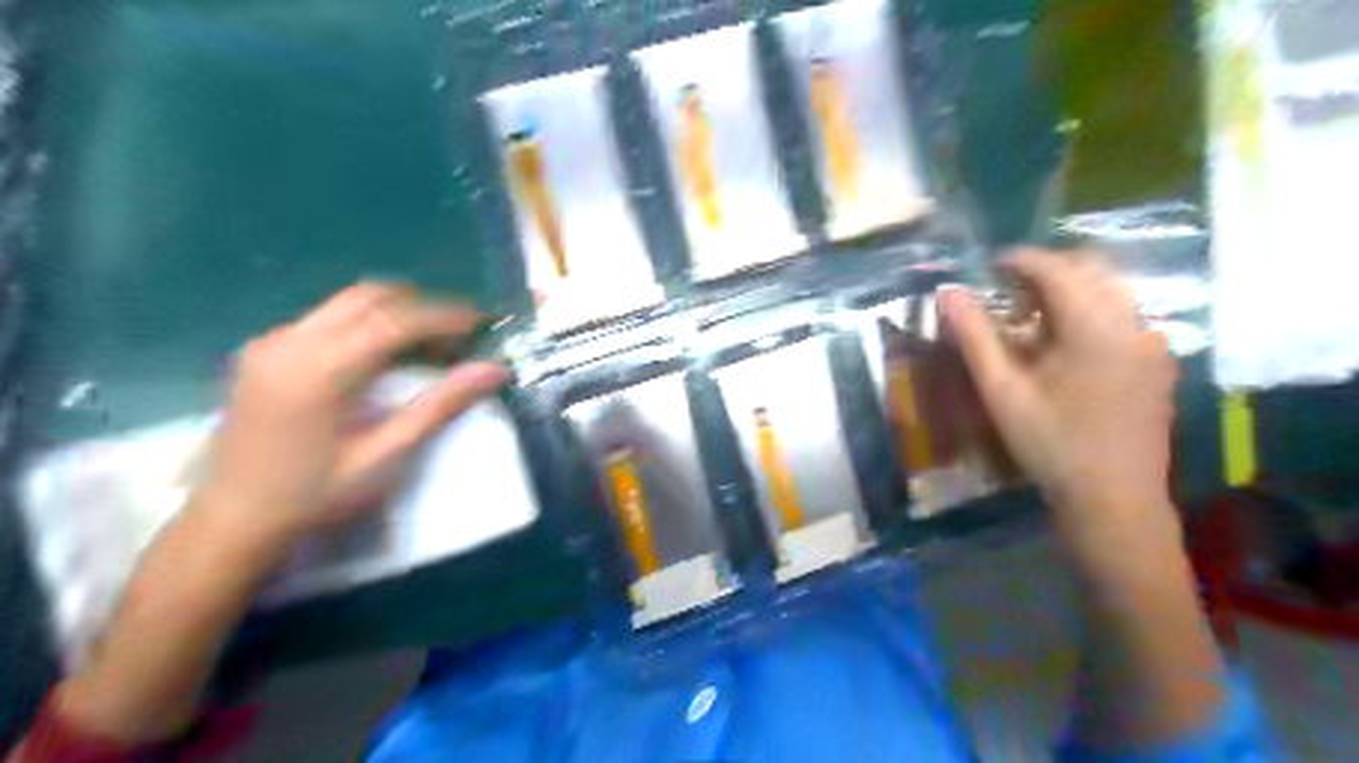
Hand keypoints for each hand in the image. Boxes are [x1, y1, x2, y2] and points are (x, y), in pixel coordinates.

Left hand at [195, 282, 505, 545]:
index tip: (480, 322)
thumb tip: (493, 371)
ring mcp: (271, 343)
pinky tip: (383, 358)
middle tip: (456, 335)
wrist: (232, 521)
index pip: (393, 321)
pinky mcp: (264, 352)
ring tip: (428, 347)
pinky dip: (365, 325)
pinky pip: (325, 319)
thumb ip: (440, 406)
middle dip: (420, 307)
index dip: (443, 316)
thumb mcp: (385, 455)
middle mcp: (289, 342)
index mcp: (318, 370)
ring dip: (393, 313)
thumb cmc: (315, 495)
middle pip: (368, 297)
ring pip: (345, 303)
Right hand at [948, 251, 1178, 535]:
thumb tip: (948, 292)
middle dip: (1045, 271)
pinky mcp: (1157, 361)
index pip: (1057, 268)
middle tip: (1006, 295)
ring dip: (1067, 291)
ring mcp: (1151, 342)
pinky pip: (1121, 316)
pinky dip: (1088, 313)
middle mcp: (1133, 323)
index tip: (987, 269)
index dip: (1019, 260)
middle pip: (1090, 269)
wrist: (1114, 501)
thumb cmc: (1051, 446)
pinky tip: (1063, 347)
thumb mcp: (1002, 392)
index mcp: (1095, 327)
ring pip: (1109, 291)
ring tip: (1030, 320)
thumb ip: (974, 337)